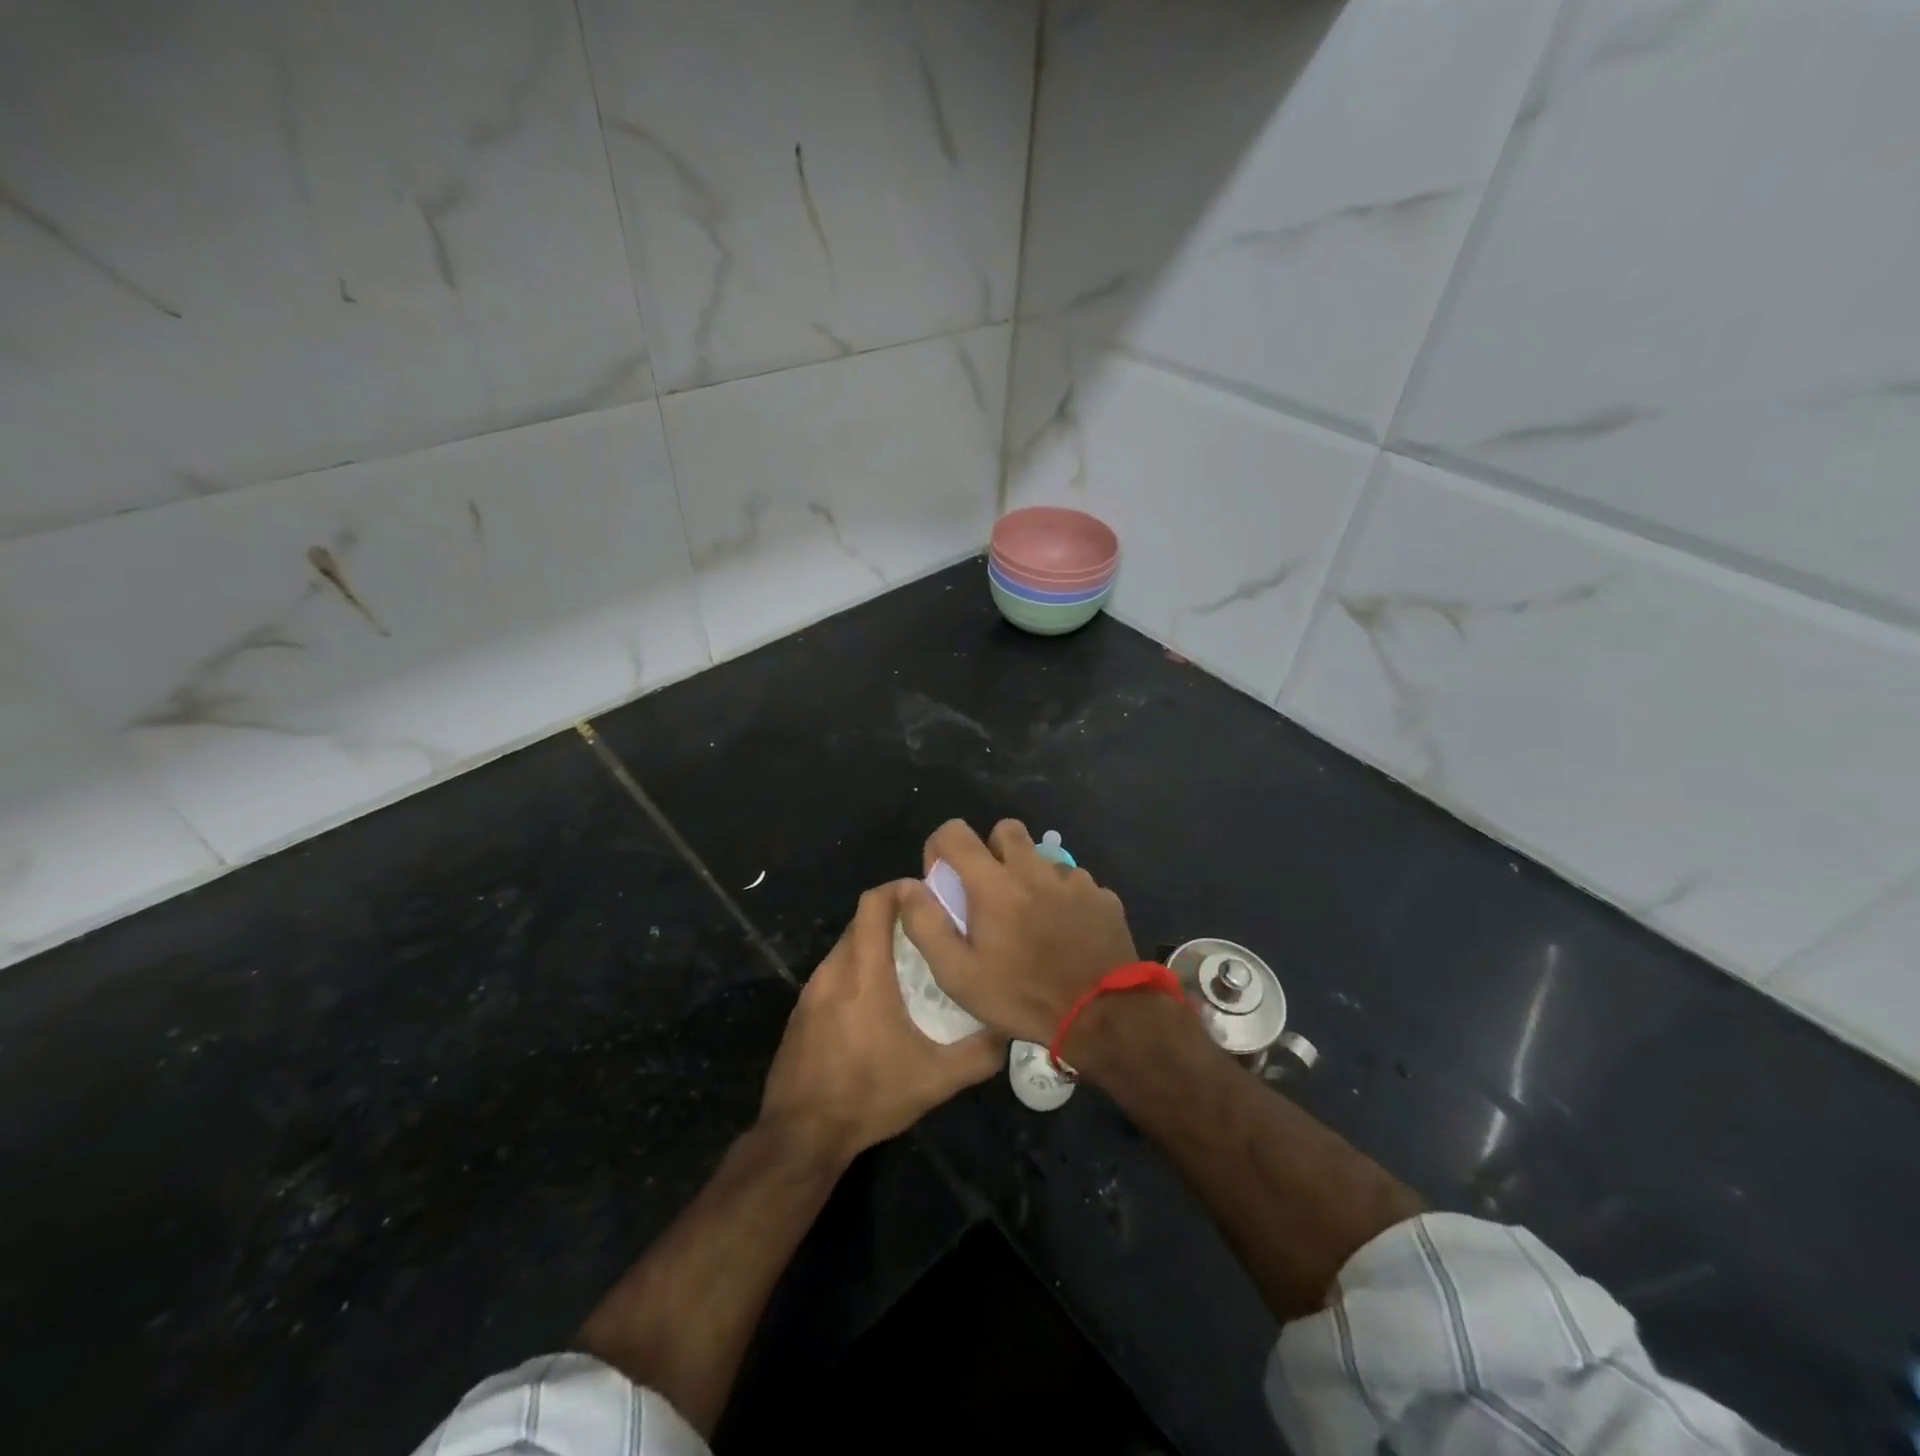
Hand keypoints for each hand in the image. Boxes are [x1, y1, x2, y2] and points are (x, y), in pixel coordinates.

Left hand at [758, 881, 1002, 1164]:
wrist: (800, 1136)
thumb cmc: (869, 1097)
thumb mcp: (935, 1081)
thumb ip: (979, 1054)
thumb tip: (1009, 1028)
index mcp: (864, 973)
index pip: (874, 903)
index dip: (901, 889)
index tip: (931, 897)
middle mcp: (834, 970)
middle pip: (862, 920)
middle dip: (895, 916)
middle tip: (930, 930)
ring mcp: (812, 989)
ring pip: (847, 945)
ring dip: (875, 942)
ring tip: (910, 962)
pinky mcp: (802, 1009)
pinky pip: (834, 970)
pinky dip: (857, 967)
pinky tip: (878, 999)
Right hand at [899, 819, 1139, 1048]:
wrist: (1103, 1016)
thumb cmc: (1023, 997)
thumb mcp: (959, 975)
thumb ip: (927, 926)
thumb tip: (909, 887)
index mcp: (994, 883)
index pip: (955, 833)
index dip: (940, 848)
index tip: (943, 878)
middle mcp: (1033, 869)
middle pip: (1006, 830)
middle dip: (991, 850)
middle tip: (990, 892)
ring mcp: (1073, 880)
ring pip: (1042, 858)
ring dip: (1030, 877)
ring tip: (1031, 920)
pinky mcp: (1102, 896)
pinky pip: (1074, 883)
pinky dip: (1063, 898)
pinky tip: (1065, 933)